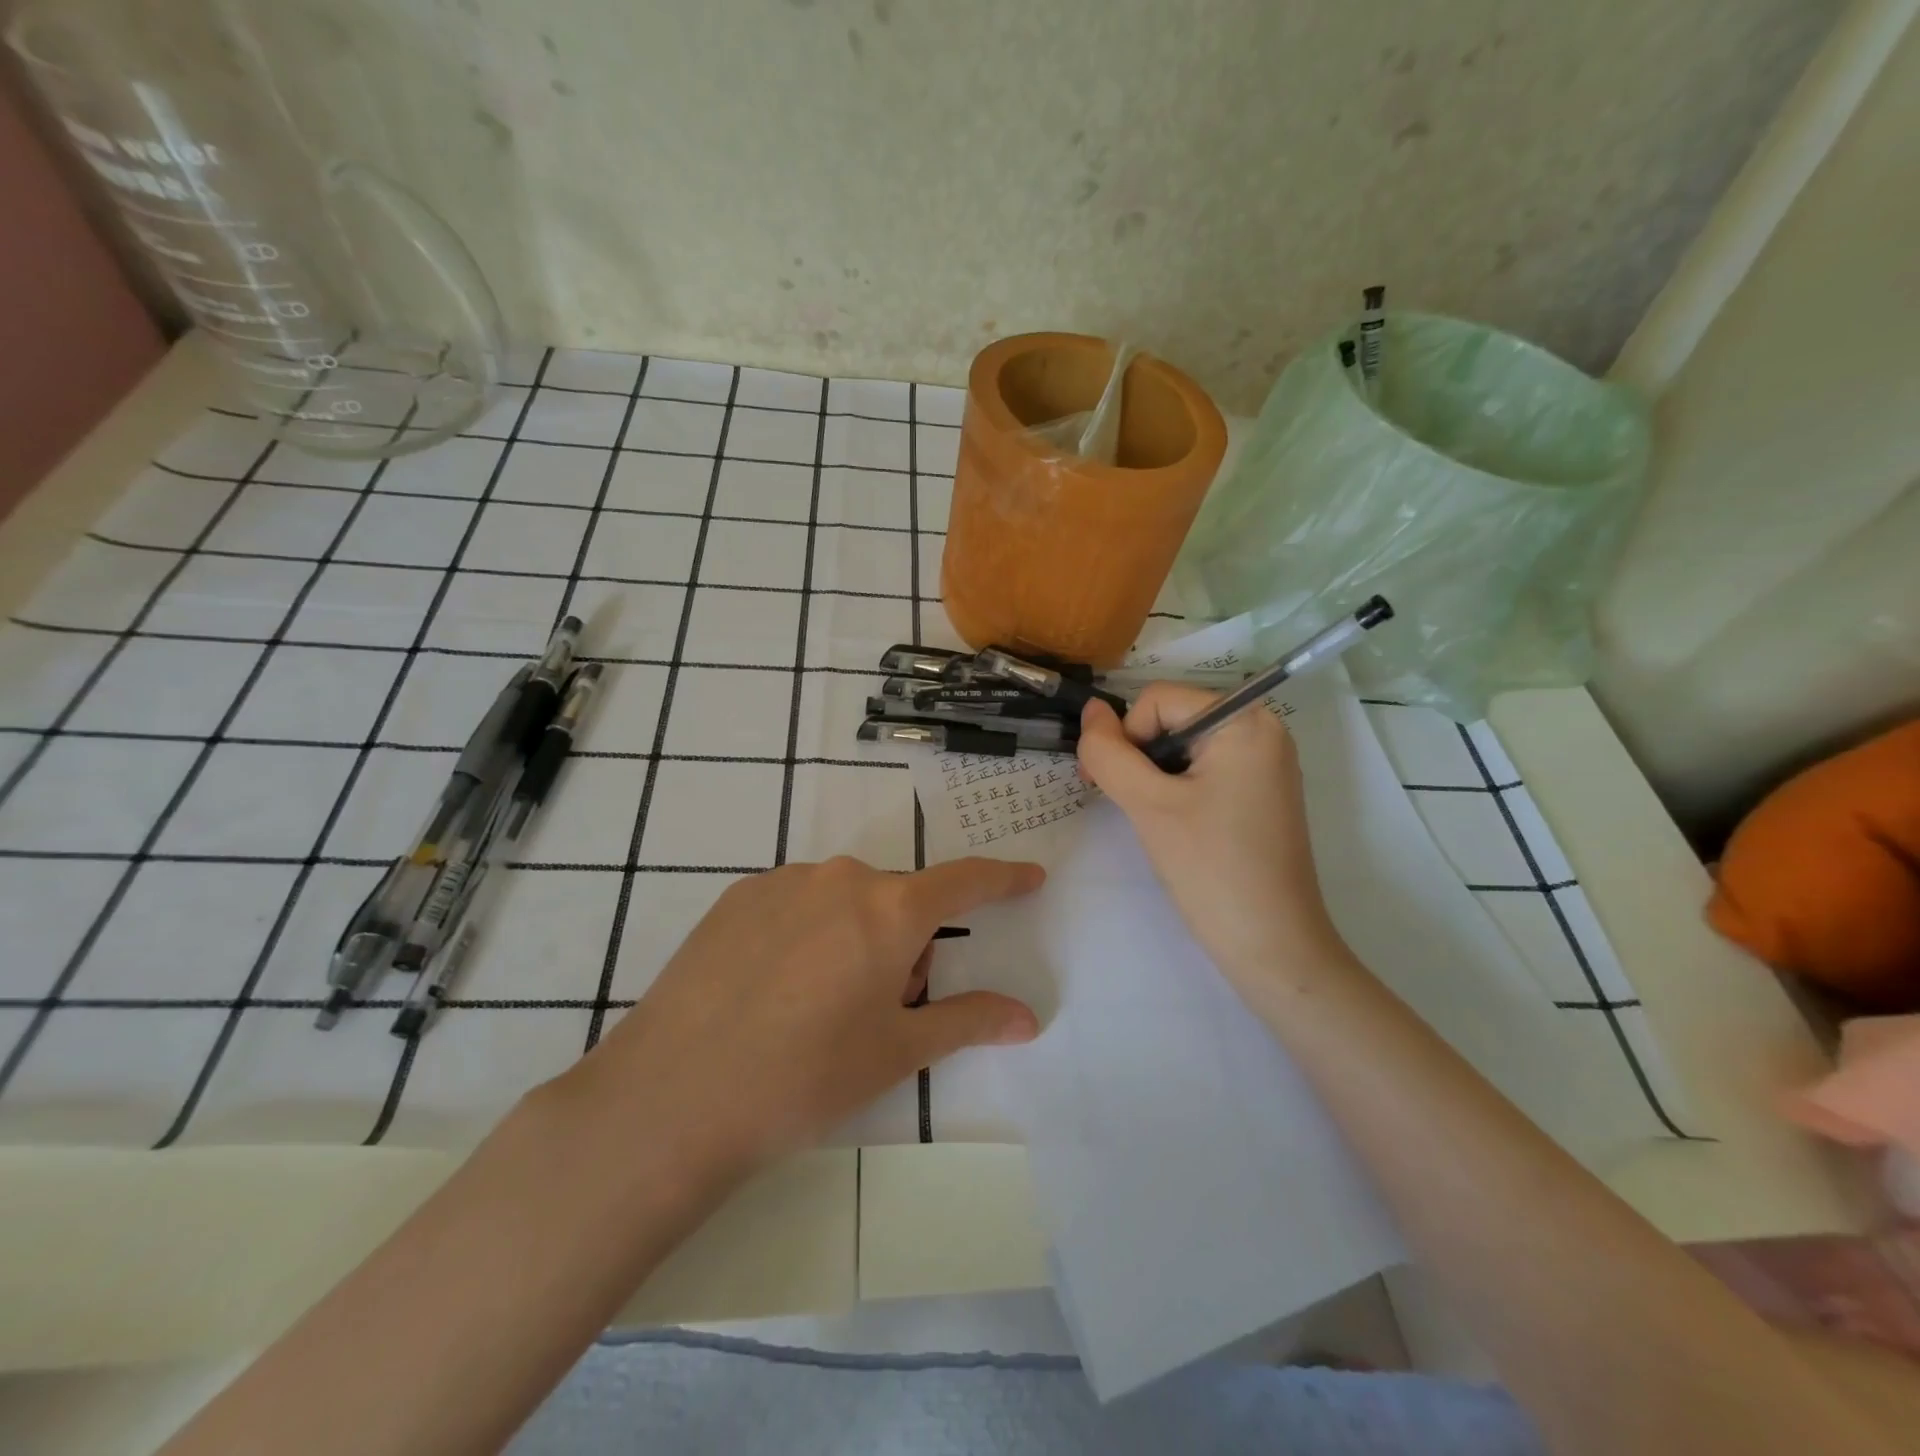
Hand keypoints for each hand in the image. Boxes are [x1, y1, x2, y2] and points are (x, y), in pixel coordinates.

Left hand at [567, 856, 1043, 1183]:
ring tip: (815, 1006)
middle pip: (898, 902)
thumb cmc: (805, 1077)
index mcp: (890, 909)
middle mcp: (842, 877)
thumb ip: (967, 1020)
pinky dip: (806, 933)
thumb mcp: (896, 1053)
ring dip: (853, 938)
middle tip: (877, 1010)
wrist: (673, 1095)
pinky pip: (797, 903)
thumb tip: (1026, 1017)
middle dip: (904, 945)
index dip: (1003, 879)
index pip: (965, 881)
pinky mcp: (737, 895)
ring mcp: (784, 881)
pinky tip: (770, 988)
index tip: (1029, 877)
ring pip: (845, 901)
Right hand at [1077, 685, 1353, 991]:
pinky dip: (1176, 788)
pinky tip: (1174, 824)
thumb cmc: (1211, 869)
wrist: (1273, 947)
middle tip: (1125, 804)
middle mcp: (1263, 729)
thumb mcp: (1148, 805)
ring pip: (1184, 745)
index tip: (1107, 785)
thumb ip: (1109, 752)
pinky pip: (1205, 768)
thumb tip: (1089, 711)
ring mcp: (1265, 762)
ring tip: (1151, 819)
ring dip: (1153, 774)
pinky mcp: (1261, 792)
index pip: (1158, 700)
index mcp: (1245, 721)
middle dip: (1138, 755)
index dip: (1124, 737)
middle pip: (1173, 718)